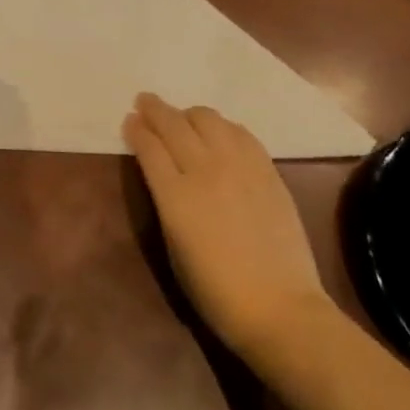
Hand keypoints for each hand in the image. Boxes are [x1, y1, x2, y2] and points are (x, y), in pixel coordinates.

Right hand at [122, 93, 332, 361]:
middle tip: (145, 102)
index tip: (129, 120)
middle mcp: (205, 170)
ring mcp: (240, 167)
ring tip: (183, 120)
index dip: (136, 129)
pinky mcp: (267, 170)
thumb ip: (166, 203)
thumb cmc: (215, 291)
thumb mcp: (173, 248)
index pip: (149, 146)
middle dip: (155, 110)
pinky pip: (241, 133)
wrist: (280, 308)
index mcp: (175, 196)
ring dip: (189, 115)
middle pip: (174, 124)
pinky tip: (219, 133)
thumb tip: (163, 176)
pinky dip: (223, 127)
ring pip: (208, 119)